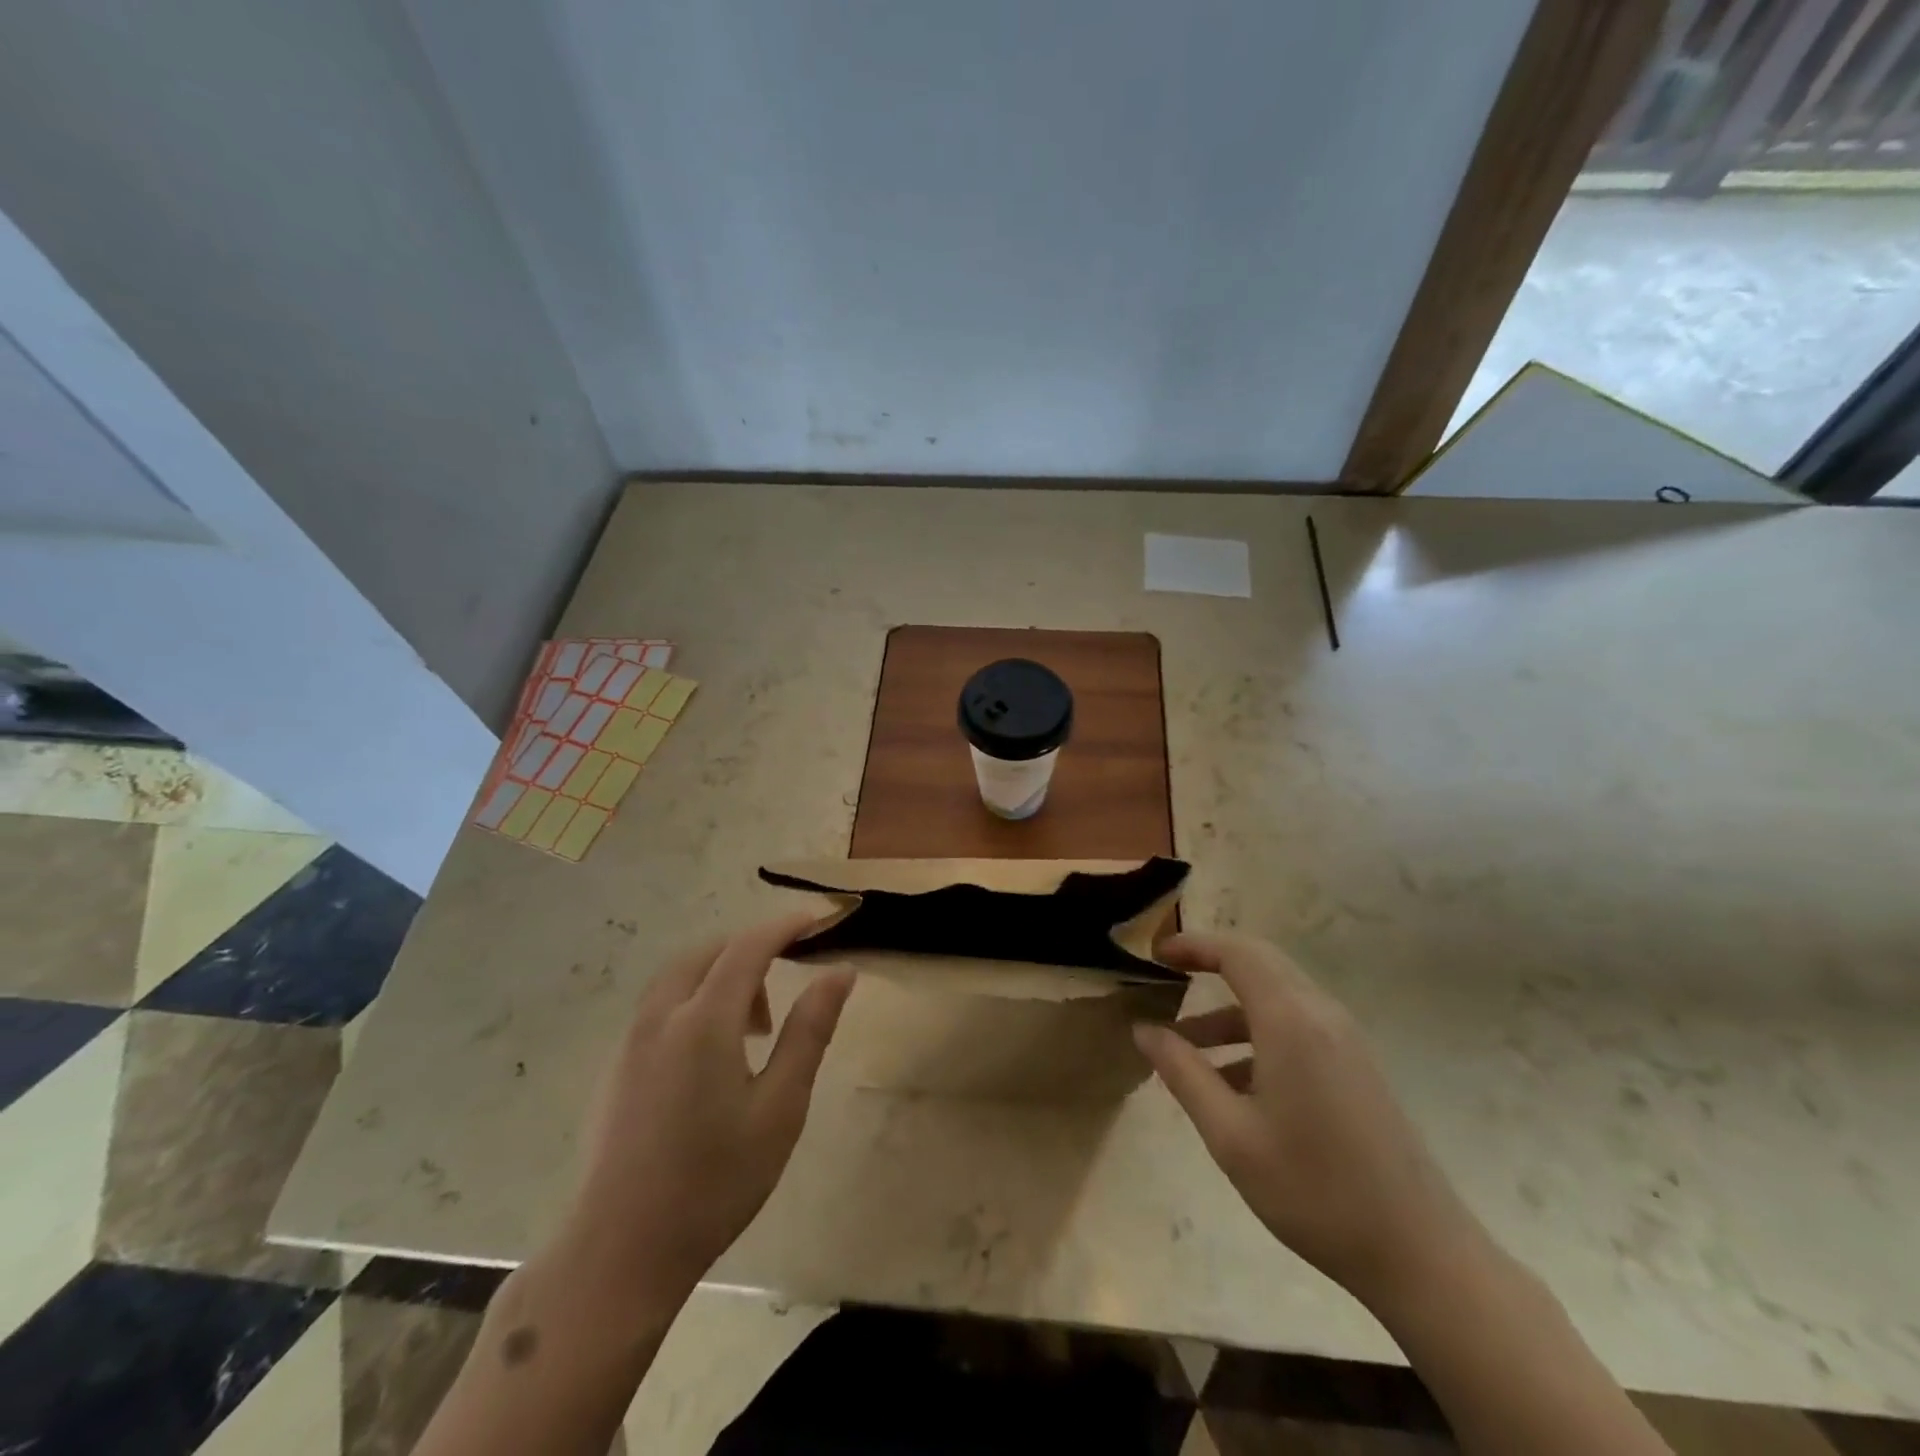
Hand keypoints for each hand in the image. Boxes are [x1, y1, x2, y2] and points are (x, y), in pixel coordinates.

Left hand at [561, 914, 853, 1299]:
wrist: (620, 1252)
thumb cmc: (715, 1181)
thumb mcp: (780, 1107)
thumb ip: (810, 1031)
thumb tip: (840, 972)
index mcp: (703, 1021)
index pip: (748, 947)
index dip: (784, 926)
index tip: (817, 920)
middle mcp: (661, 1017)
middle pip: (708, 952)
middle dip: (751, 950)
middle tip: (787, 977)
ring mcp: (631, 1041)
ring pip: (680, 977)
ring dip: (722, 976)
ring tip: (755, 1028)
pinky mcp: (617, 1067)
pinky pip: (662, 1005)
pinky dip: (696, 1000)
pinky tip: (715, 1054)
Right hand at [1135, 932, 1482, 1310]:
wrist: (1421, 1254)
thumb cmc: (1314, 1190)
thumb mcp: (1231, 1134)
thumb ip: (1183, 1073)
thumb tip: (1143, 1030)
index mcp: (1291, 1020)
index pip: (1237, 952)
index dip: (1193, 944)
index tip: (1154, 954)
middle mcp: (1320, 1015)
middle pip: (1259, 963)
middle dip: (1209, 963)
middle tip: (1164, 977)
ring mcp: (1344, 1040)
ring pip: (1276, 997)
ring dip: (1228, 1009)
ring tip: (1184, 1046)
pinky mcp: (1355, 1066)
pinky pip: (1296, 1026)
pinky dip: (1255, 1034)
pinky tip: (1230, 1083)